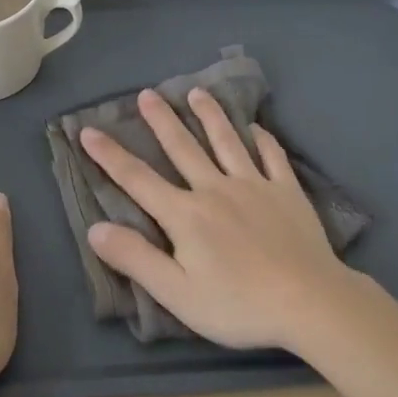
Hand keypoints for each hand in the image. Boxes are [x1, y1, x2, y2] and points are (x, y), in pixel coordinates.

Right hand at [78, 88, 362, 350]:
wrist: (308, 301)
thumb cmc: (237, 304)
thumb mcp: (176, 292)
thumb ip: (135, 258)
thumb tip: (95, 228)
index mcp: (185, 215)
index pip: (138, 179)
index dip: (110, 155)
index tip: (88, 131)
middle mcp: (215, 189)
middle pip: (183, 148)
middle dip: (161, 120)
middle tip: (148, 93)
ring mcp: (254, 186)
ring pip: (227, 141)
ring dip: (210, 115)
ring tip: (197, 92)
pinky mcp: (286, 191)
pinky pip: (272, 156)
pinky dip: (262, 139)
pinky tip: (257, 127)